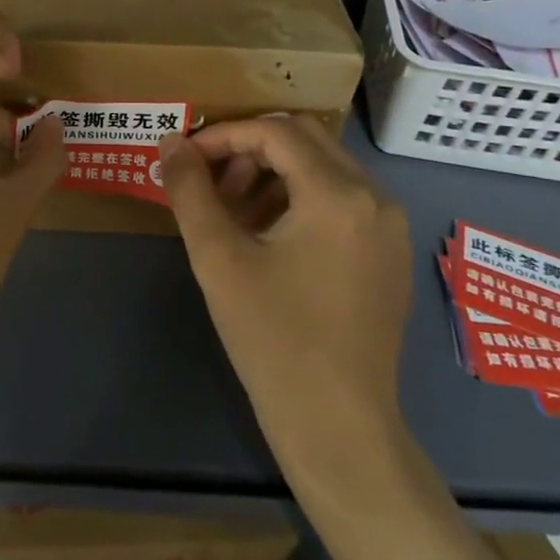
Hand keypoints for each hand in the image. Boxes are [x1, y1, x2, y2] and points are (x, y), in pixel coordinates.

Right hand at [159, 116, 411, 470]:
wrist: (338, 428)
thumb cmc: (274, 339)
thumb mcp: (218, 258)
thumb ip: (190, 190)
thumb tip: (169, 142)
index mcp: (338, 194)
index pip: (274, 131)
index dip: (222, 136)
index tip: (185, 159)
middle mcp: (375, 198)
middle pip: (303, 139)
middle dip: (248, 150)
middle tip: (210, 185)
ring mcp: (389, 227)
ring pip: (323, 167)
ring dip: (272, 173)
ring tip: (233, 213)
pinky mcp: (389, 254)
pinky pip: (341, 199)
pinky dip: (299, 198)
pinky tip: (268, 237)